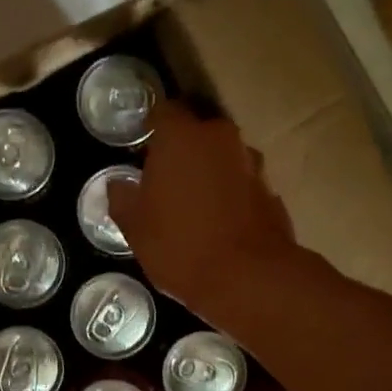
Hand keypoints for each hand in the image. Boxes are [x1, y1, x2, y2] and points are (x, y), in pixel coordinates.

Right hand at [109, 101, 296, 316]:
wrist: (249, 279)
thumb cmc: (180, 246)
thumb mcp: (135, 228)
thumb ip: (123, 198)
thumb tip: (120, 184)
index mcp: (182, 137)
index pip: (164, 111)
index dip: (151, 127)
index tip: (142, 148)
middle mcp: (220, 139)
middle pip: (197, 132)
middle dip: (182, 149)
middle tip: (165, 179)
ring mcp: (252, 163)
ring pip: (223, 157)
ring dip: (210, 172)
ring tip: (194, 204)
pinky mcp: (272, 191)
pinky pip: (242, 183)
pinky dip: (231, 195)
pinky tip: (220, 223)